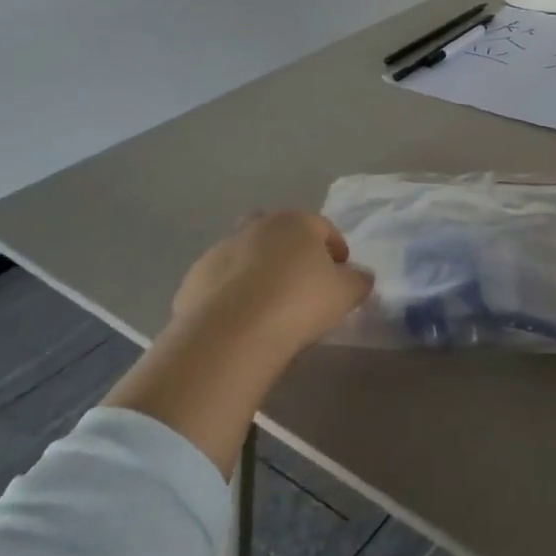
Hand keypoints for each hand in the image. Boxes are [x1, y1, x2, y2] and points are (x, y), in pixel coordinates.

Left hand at [171, 211, 372, 355]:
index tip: (341, 274)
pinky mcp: (194, 278)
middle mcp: (257, 226)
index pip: (323, 228)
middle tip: (300, 282)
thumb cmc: (298, 303)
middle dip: (290, 250)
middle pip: (279, 232)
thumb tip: (360, 276)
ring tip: (268, 305)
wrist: (230, 333)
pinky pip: (221, 281)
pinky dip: (231, 293)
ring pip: (246, 254)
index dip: (336, 250)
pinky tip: (240, 319)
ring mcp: (221, 249)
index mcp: (296, 222)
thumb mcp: (345, 294)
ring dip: (258, 270)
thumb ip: (359, 280)